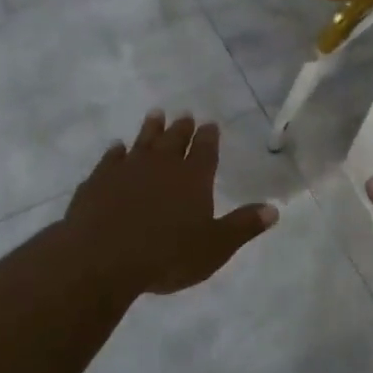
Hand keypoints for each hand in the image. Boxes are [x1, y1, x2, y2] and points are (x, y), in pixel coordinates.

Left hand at [65, 111, 278, 298]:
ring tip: (155, 115)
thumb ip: (243, 226)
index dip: (209, 137)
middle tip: (184, 115)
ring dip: (150, 128)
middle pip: (174, 140)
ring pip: (142, 141)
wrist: (103, 257)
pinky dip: (116, 152)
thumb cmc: (167, 255)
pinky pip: (110, 159)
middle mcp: (161, 165)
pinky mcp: (98, 180)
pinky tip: (117, 147)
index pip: (205, 150)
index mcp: (193, 178)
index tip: (210, 124)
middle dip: (182, 128)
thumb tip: (274, 209)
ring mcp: (127, 169)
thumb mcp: (215, 247)